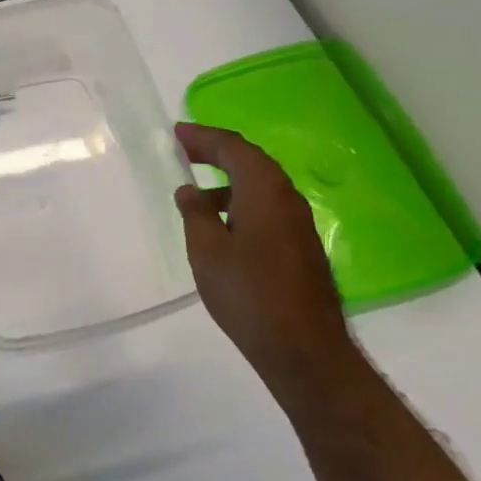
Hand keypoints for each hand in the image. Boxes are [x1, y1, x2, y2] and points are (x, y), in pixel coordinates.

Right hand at [174, 123, 353, 385]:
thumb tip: (190, 190)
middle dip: (218, 152)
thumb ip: (196, 214)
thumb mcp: (207, 250)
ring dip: (229, 179)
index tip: (178, 133)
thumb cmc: (248, 293)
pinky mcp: (300, 247)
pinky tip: (221, 224)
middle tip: (186, 150)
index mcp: (265, 191)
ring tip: (196, 191)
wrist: (302, 347)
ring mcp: (298, 224)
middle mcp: (287, 199)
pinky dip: (241, 202)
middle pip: (251, 162)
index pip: (234, 148)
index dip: (204, 137)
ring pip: (261, 186)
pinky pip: (267, 208)